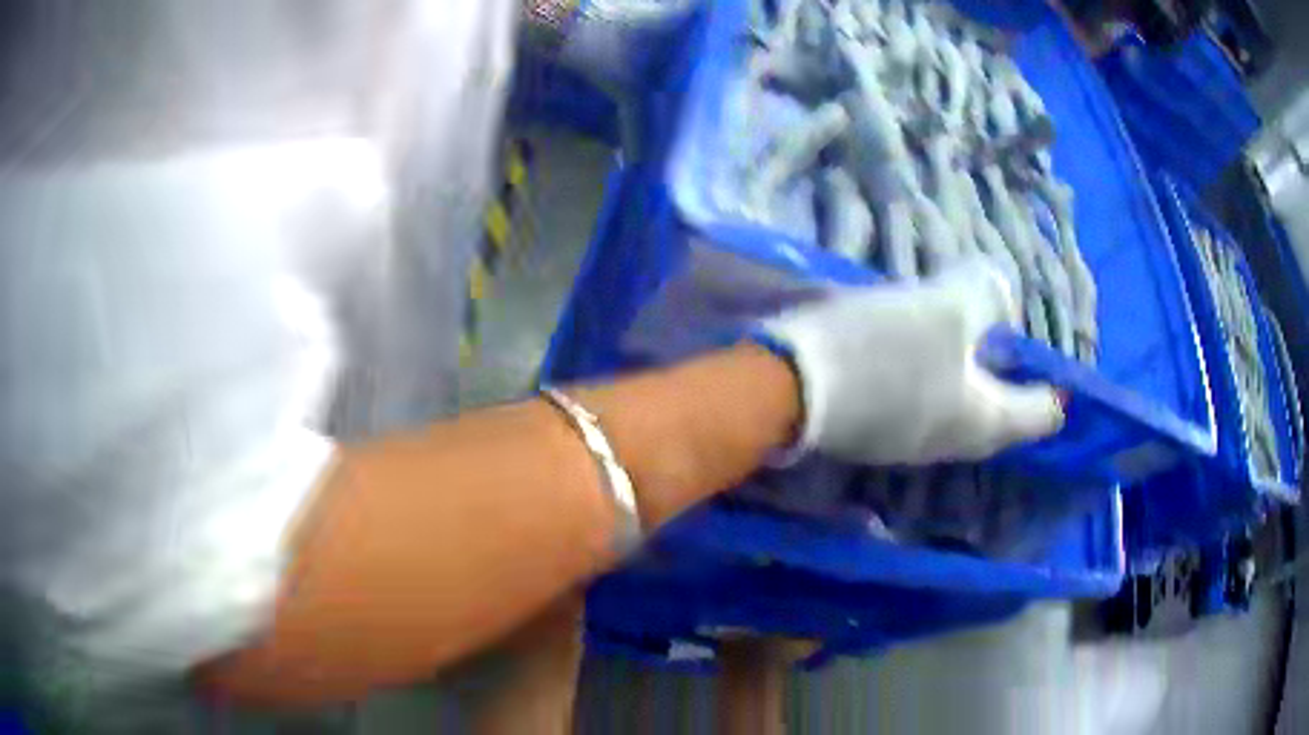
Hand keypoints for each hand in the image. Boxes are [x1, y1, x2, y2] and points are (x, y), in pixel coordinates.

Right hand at [760, 259, 1062, 465]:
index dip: (1056, 389)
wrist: (789, 389)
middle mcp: (953, 443)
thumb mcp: (945, 309)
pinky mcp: (873, 432)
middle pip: (998, 414)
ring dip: (966, 376)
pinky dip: (929, 379)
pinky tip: (909, 350)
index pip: (1041, 414)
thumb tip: (1002, 291)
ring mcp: (910, 443)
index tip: (1062, 369)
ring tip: (959, 335)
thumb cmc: (883, 353)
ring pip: (957, 409)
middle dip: (1009, 378)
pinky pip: (920, 405)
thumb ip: (985, 295)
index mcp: (983, 420)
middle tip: (1005, 336)